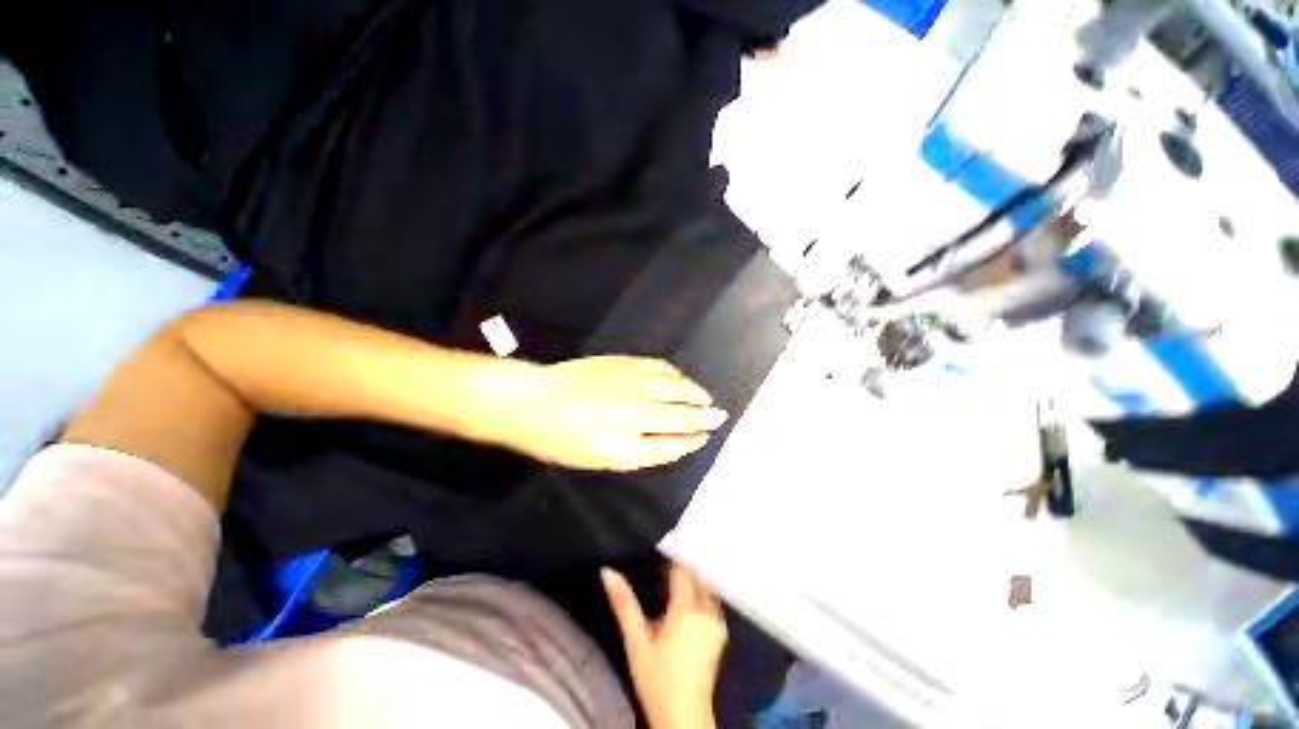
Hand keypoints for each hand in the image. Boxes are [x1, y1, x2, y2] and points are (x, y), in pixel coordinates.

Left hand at [492, 356, 727, 471]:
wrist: (533, 400)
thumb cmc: (560, 439)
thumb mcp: (598, 459)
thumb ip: (638, 451)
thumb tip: (672, 440)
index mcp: (622, 447)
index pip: (670, 445)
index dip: (690, 441)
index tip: (704, 437)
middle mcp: (630, 415)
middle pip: (679, 416)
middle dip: (703, 417)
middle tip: (720, 416)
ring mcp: (628, 386)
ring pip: (673, 388)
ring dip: (694, 393)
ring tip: (706, 398)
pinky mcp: (622, 364)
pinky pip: (659, 368)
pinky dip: (675, 374)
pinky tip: (681, 379)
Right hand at [603, 563, 727, 728]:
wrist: (683, 717)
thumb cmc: (656, 678)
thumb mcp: (635, 641)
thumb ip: (623, 603)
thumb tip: (607, 572)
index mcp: (687, 609)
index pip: (682, 568)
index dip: (672, 554)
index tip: (661, 544)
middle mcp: (707, 610)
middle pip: (697, 574)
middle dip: (683, 564)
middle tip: (666, 554)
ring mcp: (717, 621)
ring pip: (706, 585)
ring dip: (693, 577)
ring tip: (675, 572)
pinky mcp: (721, 631)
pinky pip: (712, 599)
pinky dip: (700, 591)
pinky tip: (688, 593)